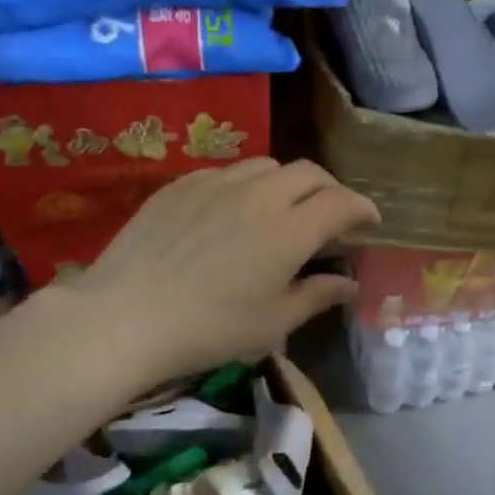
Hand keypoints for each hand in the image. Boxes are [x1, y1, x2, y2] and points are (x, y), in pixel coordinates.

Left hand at [60, 159, 378, 381]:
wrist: (125, 316)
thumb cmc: (209, 328)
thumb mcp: (273, 322)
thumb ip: (317, 296)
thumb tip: (349, 285)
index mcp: (289, 230)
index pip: (341, 202)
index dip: (363, 208)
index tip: (370, 222)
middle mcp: (259, 195)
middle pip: (309, 172)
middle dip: (330, 189)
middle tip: (332, 215)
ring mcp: (216, 183)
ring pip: (267, 166)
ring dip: (288, 184)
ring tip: (283, 210)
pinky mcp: (181, 184)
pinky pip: (227, 172)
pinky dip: (247, 186)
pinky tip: (234, 213)